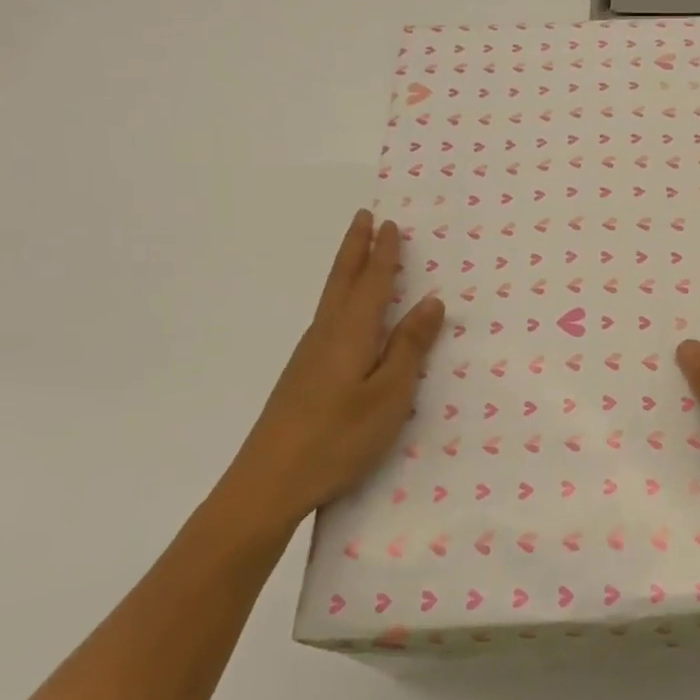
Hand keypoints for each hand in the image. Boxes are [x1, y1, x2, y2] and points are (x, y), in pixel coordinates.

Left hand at [230, 210, 444, 527]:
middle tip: (364, 216)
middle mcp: (327, 334)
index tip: (391, 223)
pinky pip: (328, 318)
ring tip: (358, 253)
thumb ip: (409, 347)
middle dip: (356, 247)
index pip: (373, 283)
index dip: (384, 253)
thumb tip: (431, 301)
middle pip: (343, 280)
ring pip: (332, 298)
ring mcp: (309, 355)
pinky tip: (345, 314)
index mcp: (351, 333)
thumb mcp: (389, 395)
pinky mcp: (303, 375)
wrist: (268, 483)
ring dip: (347, 269)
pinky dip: (340, 298)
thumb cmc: (338, 438)